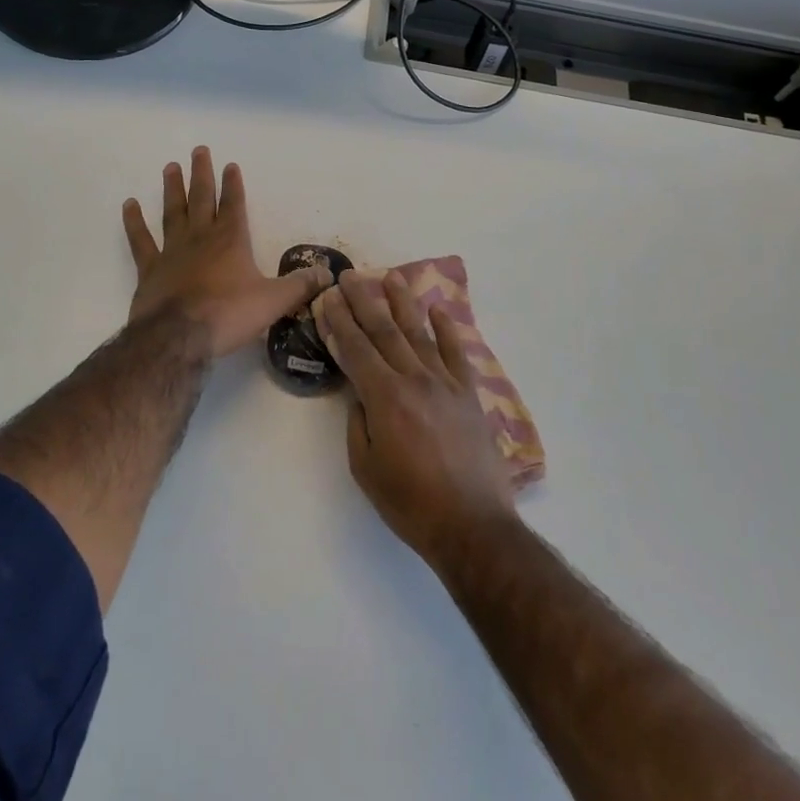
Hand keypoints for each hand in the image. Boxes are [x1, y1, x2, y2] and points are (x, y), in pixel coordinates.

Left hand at [122, 147, 329, 358]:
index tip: (230, 164)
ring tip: (170, 167)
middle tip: (198, 150)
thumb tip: (328, 275)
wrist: (179, 337)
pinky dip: (134, 222)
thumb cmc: (229, 315)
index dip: (233, 184)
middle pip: (202, 199)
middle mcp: (201, 238)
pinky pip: (140, 241)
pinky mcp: (149, 270)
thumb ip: (300, 285)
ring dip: (172, 189)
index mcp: (231, 241)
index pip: (234, 204)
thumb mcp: (274, 301)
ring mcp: (172, 251)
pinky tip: (129, 205)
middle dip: (202, 174)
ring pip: (172, 212)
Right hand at [317, 269, 516, 568]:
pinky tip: (439, 310)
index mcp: (385, 398)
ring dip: (403, 302)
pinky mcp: (470, 394)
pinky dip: (448, 329)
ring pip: (420, 333)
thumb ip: (359, 423)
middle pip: (384, 331)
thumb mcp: (366, 468)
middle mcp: (415, 379)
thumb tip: (359, 394)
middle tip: (349, 275)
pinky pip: (457, 352)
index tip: (327, 297)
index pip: (355, 349)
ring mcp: (446, 383)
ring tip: (391, 276)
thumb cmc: (410, 503)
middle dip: (363, 301)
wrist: (472, 525)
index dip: (338, 321)